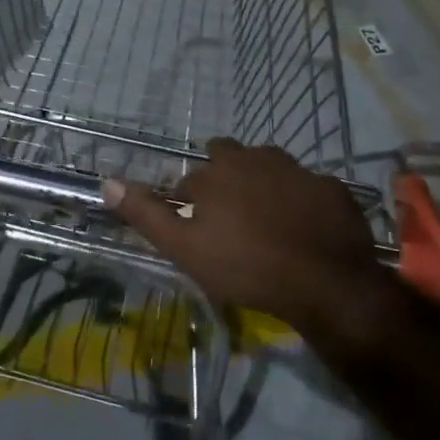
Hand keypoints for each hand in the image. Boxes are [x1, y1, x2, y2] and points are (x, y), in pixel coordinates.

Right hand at [102, 140, 416, 356]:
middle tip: (229, 213)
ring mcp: (299, 171)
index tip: (195, 225)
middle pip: (231, 156)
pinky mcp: (332, 188)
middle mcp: (256, 159)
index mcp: (217, 173)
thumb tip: (107, 182)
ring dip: (263, 182)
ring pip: (271, 166)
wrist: (325, 283)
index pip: (191, 178)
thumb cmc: (244, 266)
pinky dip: (302, 200)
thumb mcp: (184, 248)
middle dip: (224, 175)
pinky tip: (304, 225)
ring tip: (265, 216)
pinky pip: (309, 187)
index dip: (189, 200)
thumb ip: (146, 214)